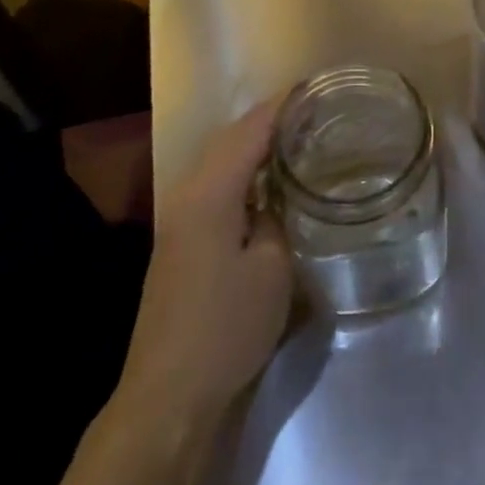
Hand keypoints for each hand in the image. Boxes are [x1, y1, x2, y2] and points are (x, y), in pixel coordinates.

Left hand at [118, 98, 293, 420]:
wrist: (169, 395)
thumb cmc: (226, 327)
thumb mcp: (272, 269)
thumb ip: (277, 219)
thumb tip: (277, 198)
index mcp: (211, 191)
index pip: (250, 130)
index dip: (282, 106)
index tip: (315, 88)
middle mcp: (188, 194)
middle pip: (231, 138)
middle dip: (270, 120)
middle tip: (313, 113)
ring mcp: (178, 219)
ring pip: (220, 162)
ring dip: (254, 146)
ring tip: (296, 139)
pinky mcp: (179, 242)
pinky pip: (215, 186)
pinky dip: (242, 173)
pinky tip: (267, 184)